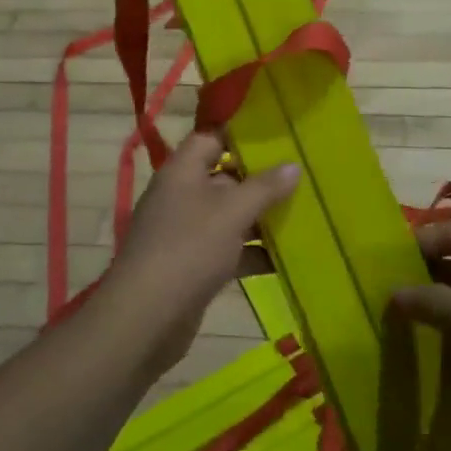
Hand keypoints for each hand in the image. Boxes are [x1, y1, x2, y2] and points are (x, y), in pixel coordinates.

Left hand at [95, 133, 300, 372]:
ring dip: (259, 219)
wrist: (147, 316)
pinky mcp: (191, 265)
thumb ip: (264, 187)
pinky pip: (226, 250)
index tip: (276, 134)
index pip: (210, 137)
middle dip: (259, 179)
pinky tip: (284, 259)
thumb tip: (293, 165)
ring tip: (302, 214)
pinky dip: (250, 252)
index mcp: (182, 171)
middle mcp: (181, 196)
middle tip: (301, 175)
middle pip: (222, 177)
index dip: (240, 134)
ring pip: (227, 216)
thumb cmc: (189, 247)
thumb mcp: (232, 212)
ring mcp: (184, 232)